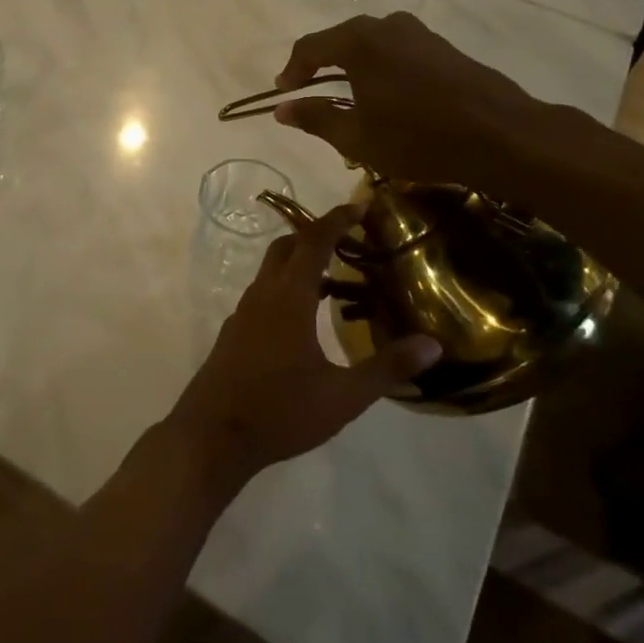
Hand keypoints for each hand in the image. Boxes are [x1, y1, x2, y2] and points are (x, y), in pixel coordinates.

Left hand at [168, 203, 442, 482]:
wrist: (211, 436)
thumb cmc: (280, 411)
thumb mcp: (342, 396)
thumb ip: (387, 368)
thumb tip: (432, 344)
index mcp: (288, 298)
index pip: (313, 242)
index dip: (337, 220)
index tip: (360, 206)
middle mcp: (261, 296)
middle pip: (286, 248)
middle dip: (316, 237)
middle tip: (350, 243)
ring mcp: (242, 314)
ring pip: (272, 273)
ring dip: (301, 267)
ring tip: (338, 285)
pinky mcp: (233, 334)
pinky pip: (263, 296)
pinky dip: (287, 291)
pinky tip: (306, 323)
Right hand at [272, 13, 550, 195]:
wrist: (501, 135)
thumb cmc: (418, 138)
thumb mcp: (357, 137)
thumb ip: (316, 118)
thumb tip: (281, 110)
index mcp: (359, 42)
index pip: (310, 47)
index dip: (292, 70)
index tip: (283, 92)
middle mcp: (386, 26)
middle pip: (341, 40)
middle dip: (321, 65)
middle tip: (310, 92)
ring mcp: (418, 33)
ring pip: (371, 43)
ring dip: (352, 66)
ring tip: (347, 96)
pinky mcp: (442, 46)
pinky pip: (396, 50)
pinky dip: (379, 67)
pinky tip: (385, 94)